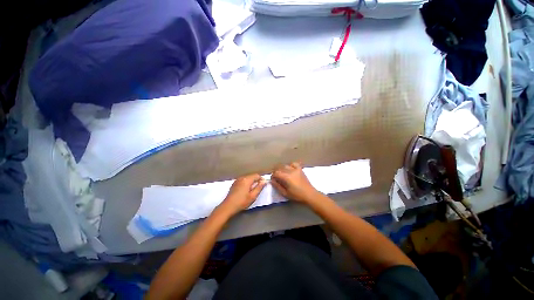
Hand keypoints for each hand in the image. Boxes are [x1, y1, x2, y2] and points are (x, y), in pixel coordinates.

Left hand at [218, 174, 266, 216]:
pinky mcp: (234, 183)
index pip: (257, 175)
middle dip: (256, 180)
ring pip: (247, 178)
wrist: (228, 206)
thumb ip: (259, 187)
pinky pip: (243, 180)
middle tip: (258, 188)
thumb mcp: (253, 196)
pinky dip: (246, 183)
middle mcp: (242, 177)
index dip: (261, 179)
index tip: (263, 185)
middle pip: (252, 176)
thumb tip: (264, 181)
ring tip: (252, 190)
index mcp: (247, 179)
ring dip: (251, 182)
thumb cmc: (242, 202)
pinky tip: (245, 190)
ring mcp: (237, 180)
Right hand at [271, 162, 319, 203]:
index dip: (273, 176)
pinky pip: (293, 163)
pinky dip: (290, 165)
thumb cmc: (297, 195)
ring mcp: (295, 169)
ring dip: (281, 168)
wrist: (309, 194)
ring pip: (285, 165)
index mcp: (286, 177)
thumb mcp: (285, 193)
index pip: (276, 173)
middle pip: (279, 167)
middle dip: (276, 171)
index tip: (273, 180)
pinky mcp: (300, 169)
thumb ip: (277, 186)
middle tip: (276, 177)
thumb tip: (272, 181)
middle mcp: (290, 171)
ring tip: (282, 173)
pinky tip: (290, 169)